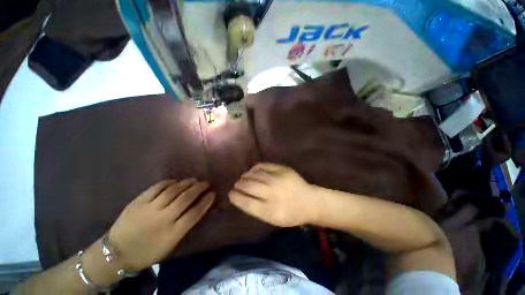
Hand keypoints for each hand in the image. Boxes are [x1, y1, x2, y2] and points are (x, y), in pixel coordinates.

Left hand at [108, 179, 214, 270]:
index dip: (206, 201)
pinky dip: (169, 182)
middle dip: (199, 188)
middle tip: (206, 183)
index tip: (213, 193)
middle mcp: (162, 219)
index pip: (195, 213)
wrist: (116, 253)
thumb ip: (185, 225)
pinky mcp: (138, 202)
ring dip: (186, 183)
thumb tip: (198, 207)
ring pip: (173, 191)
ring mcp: (149, 209)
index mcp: (172, 233)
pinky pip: (157, 187)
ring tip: (194, 180)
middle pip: (186, 199)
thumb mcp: (170, 243)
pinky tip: (175, 181)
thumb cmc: (148, 251)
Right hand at [229, 163, 316, 226]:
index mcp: (270, 210)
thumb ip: (256, 208)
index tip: (230, 193)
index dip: (235, 197)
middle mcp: (272, 193)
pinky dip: (255, 168)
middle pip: (248, 186)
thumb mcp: (272, 218)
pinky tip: (252, 170)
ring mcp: (278, 178)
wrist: (310, 201)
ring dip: (245, 176)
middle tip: (236, 184)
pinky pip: (263, 166)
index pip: (246, 202)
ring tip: (243, 177)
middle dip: (239, 184)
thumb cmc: (290, 213)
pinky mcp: (282, 169)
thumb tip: (240, 196)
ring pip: (254, 174)